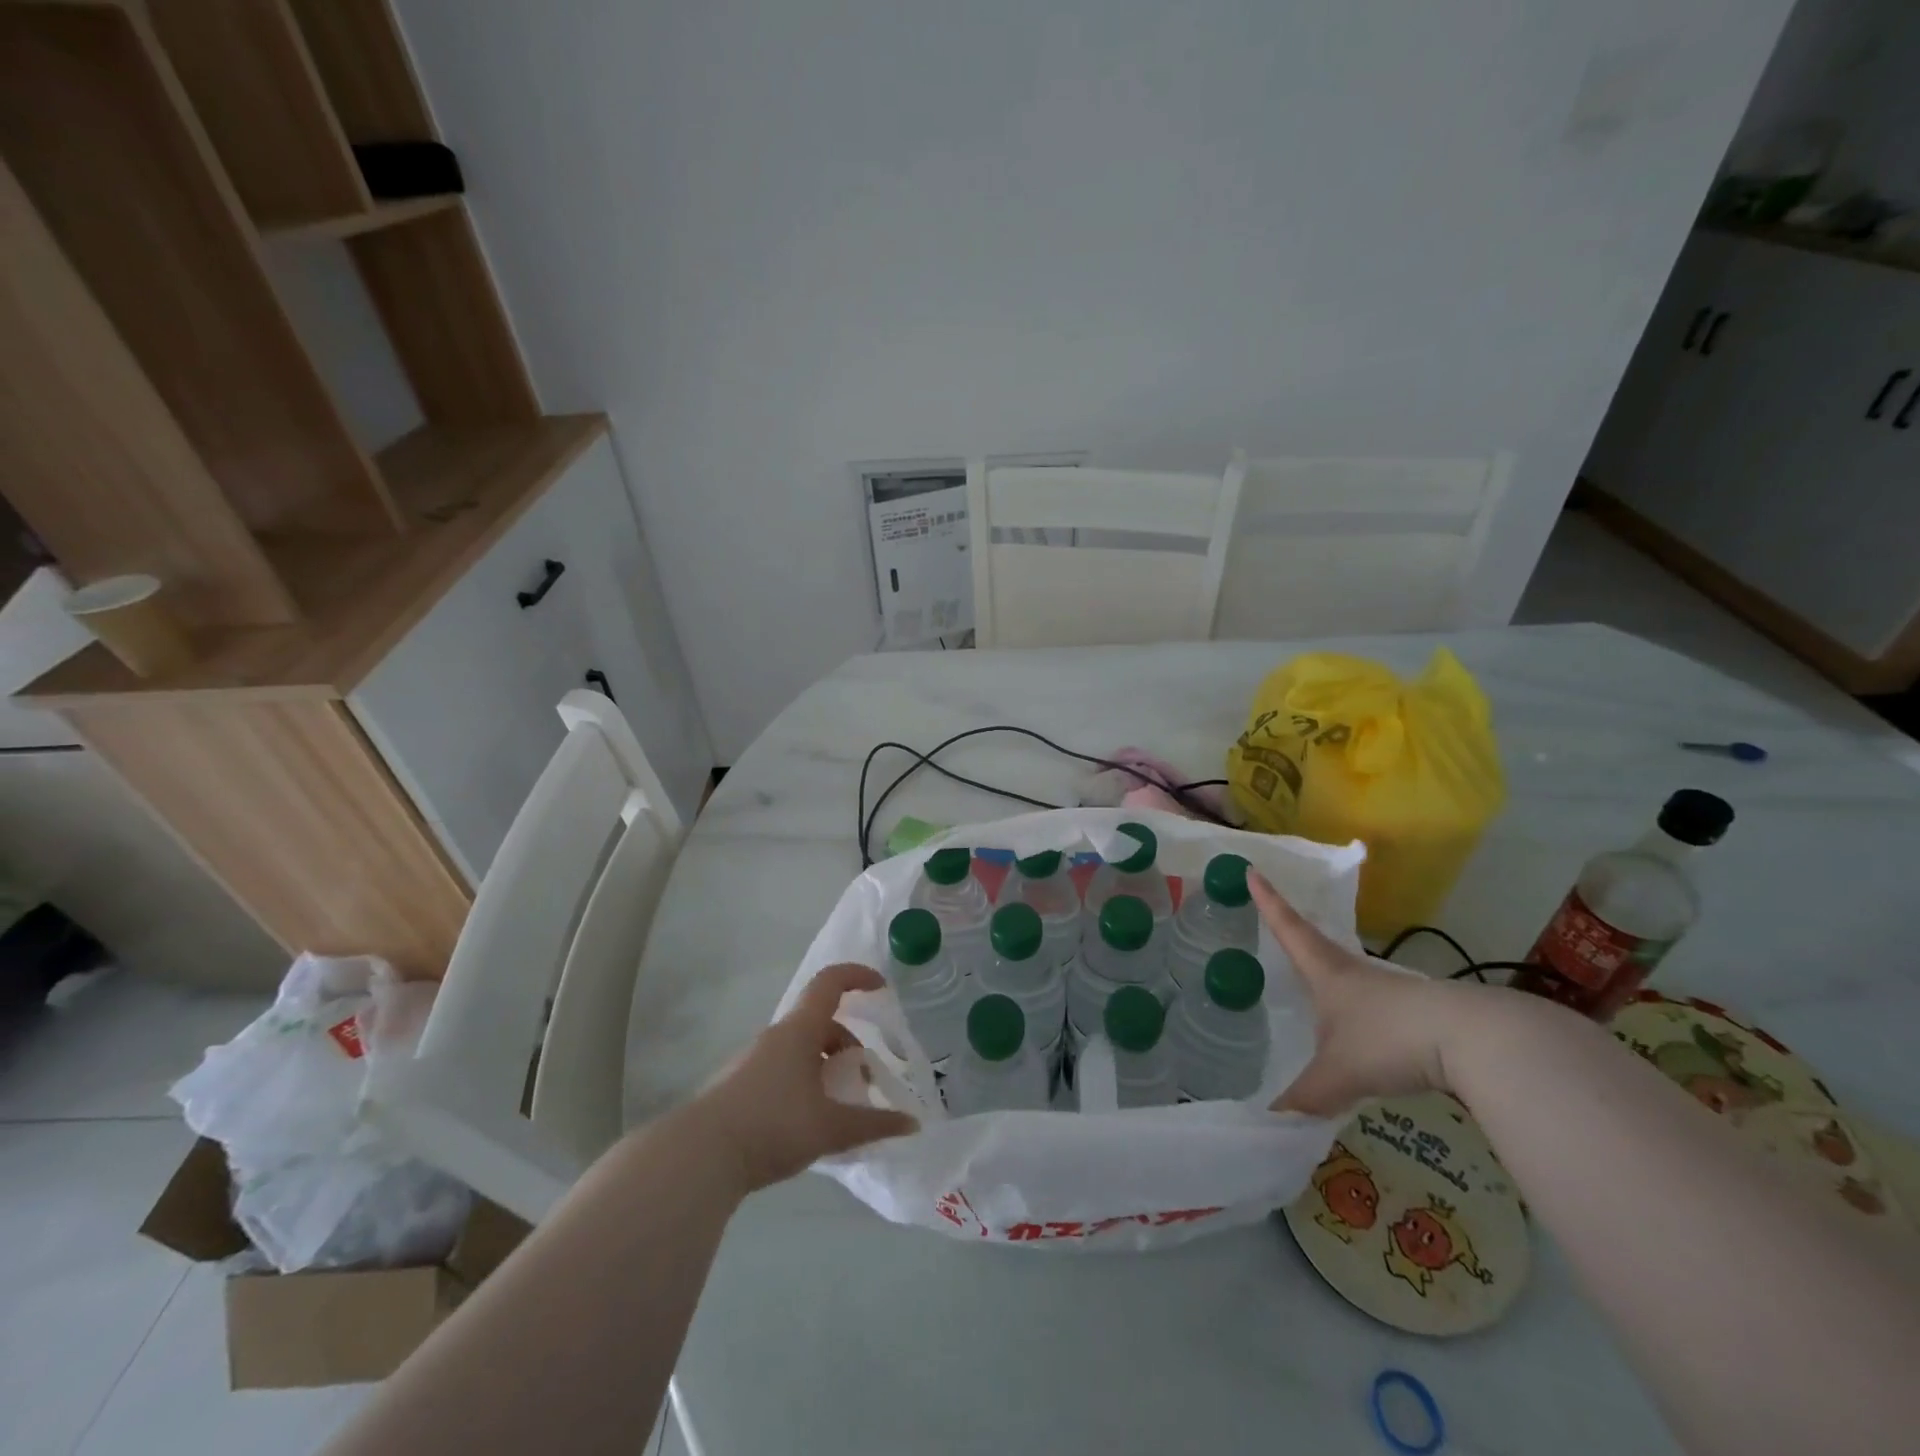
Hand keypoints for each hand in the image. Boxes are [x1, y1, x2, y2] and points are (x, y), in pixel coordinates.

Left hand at [691, 963, 917, 1193]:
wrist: (699, 1156)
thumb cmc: (772, 1125)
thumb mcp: (830, 1128)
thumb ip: (873, 1124)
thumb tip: (912, 1124)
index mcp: (799, 1031)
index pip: (830, 983)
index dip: (858, 976)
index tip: (882, 988)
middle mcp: (775, 1037)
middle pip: (820, 1024)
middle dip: (847, 1045)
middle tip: (863, 1081)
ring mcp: (753, 1062)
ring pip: (800, 1050)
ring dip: (825, 1068)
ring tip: (838, 1108)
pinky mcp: (739, 1088)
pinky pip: (783, 1072)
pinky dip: (804, 1084)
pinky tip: (808, 1124)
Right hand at [1252, 871, 1468, 1116]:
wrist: (1474, 1041)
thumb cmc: (1389, 1039)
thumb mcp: (1338, 1073)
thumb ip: (1304, 1096)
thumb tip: (1271, 1119)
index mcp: (1326, 971)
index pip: (1288, 927)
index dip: (1268, 900)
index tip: (1252, 870)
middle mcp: (1353, 972)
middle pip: (1316, 944)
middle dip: (1294, 933)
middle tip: (1274, 923)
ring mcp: (1388, 990)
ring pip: (1347, 977)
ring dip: (1328, 977)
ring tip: (1312, 991)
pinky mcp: (1415, 1012)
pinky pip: (1373, 1007)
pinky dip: (1357, 1014)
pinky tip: (1359, 1036)